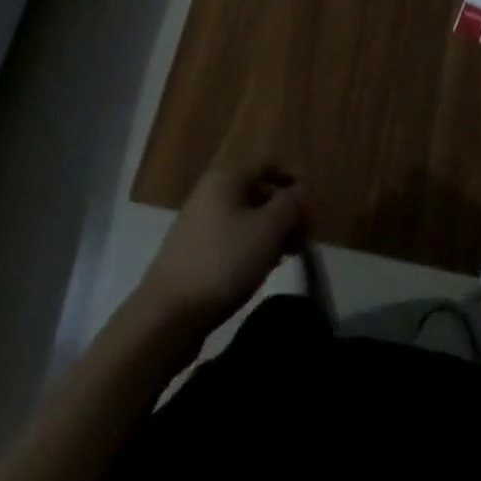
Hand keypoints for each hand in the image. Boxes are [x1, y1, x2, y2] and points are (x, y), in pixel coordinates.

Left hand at [136, 160, 309, 338]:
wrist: (168, 314)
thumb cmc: (224, 262)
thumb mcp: (268, 229)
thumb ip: (291, 204)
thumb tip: (302, 191)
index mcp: (227, 178)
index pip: (270, 166)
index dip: (294, 184)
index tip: (312, 212)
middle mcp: (211, 193)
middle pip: (259, 192)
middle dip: (285, 212)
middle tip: (304, 240)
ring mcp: (199, 223)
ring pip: (246, 217)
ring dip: (271, 232)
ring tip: (287, 257)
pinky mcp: (194, 251)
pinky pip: (232, 238)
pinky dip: (252, 247)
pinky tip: (260, 269)